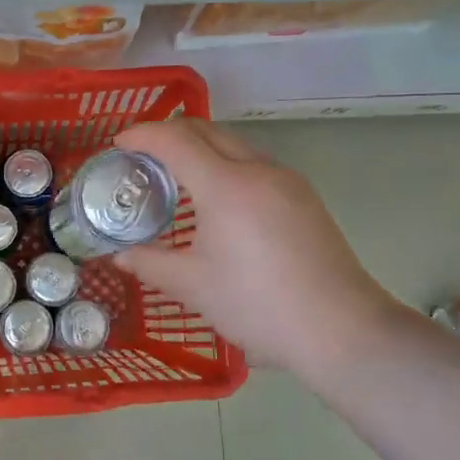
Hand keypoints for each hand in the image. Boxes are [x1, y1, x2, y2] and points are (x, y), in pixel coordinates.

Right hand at [113, 119, 411, 381]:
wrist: (341, 330)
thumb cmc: (258, 305)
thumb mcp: (193, 286)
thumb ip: (149, 264)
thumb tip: (120, 256)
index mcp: (225, 186)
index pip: (175, 140)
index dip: (143, 135)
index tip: (119, 144)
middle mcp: (257, 170)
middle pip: (206, 130)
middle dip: (169, 133)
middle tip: (141, 155)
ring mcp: (286, 180)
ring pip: (234, 143)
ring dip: (200, 146)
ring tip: (175, 174)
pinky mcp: (304, 196)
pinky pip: (254, 162)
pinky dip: (224, 163)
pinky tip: (216, 197)